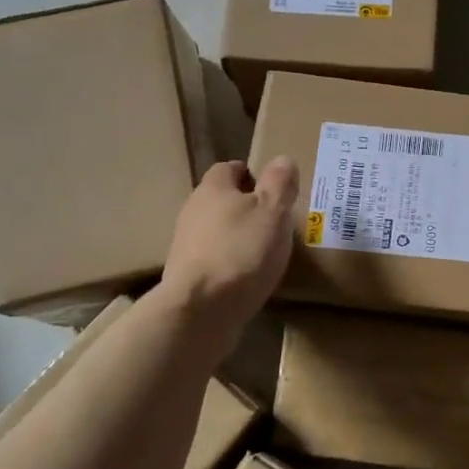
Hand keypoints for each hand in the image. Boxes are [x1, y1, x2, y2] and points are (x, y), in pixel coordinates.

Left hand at [159, 157, 298, 331]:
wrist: (201, 309)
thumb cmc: (242, 251)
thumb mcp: (273, 211)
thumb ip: (279, 183)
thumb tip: (282, 159)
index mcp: (213, 189)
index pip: (229, 168)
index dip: (252, 173)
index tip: (274, 188)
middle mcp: (194, 211)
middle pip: (222, 199)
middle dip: (246, 206)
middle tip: (276, 220)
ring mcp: (186, 245)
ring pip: (217, 230)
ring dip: (238, 236)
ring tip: (266, 250)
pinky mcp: (188, 275)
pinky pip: (214, 259)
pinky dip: (231, 262)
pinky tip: (249, 276)